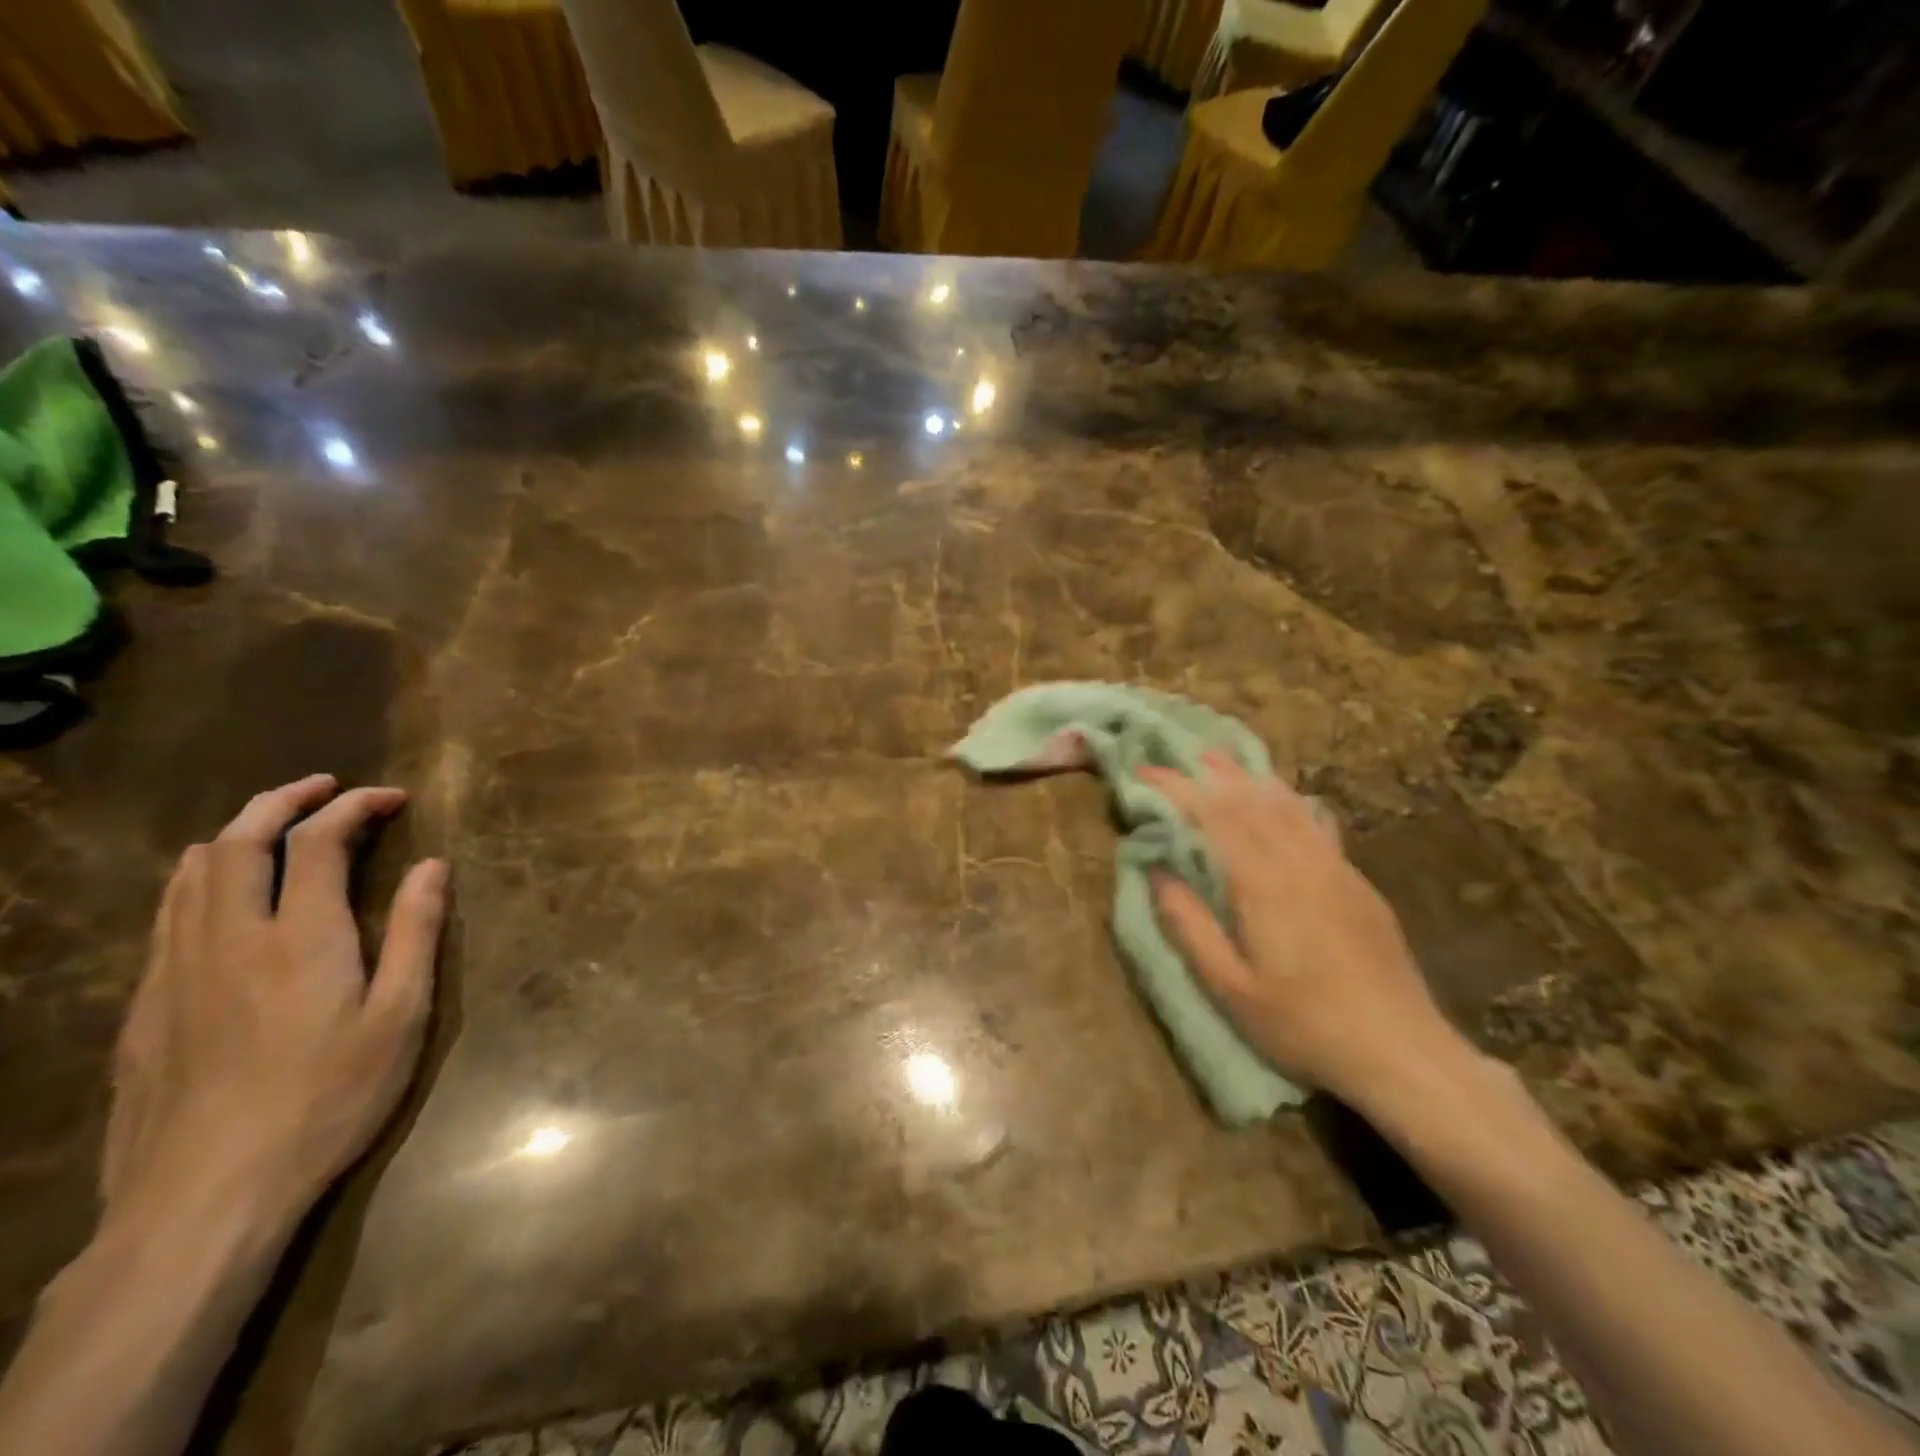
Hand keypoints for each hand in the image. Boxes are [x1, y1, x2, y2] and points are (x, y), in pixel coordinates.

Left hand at [101, 776, 447, 1229]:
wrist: (204, 1197)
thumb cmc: (327, 1099)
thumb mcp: (400, 1016)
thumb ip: (416, 933)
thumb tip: (432, 866)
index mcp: (301, 936)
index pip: (320, 841)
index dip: (355, 806)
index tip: (392, 798)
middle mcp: (229, 937)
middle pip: (239, 841)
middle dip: (284, 800)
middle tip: (325, 787)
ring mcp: (175, 971)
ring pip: (190, 874)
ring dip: (236, 833)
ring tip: (274, 826)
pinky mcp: (144, 1007)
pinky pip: (167, 916)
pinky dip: (200, 879)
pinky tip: (221, 897)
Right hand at [1138, 753, 1465, 1103]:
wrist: (1401, 1050)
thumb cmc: (1303, 1025)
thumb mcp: (1230, 987)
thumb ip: (1189, 925)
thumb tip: (1157, 872)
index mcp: (1262, 883)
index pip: (1212, 816)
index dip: (1174, 788)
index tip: (1142, 773)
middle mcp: (1298, 861)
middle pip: (1248, 798)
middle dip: (1206, 772)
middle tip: (1174, 755)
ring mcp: (1333, 867)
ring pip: (1285, 803)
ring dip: (1247, 775)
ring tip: (1218, 758)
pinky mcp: (1355, 881)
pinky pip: (1314, 821)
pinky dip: (1287, 797)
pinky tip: (1283, 796)